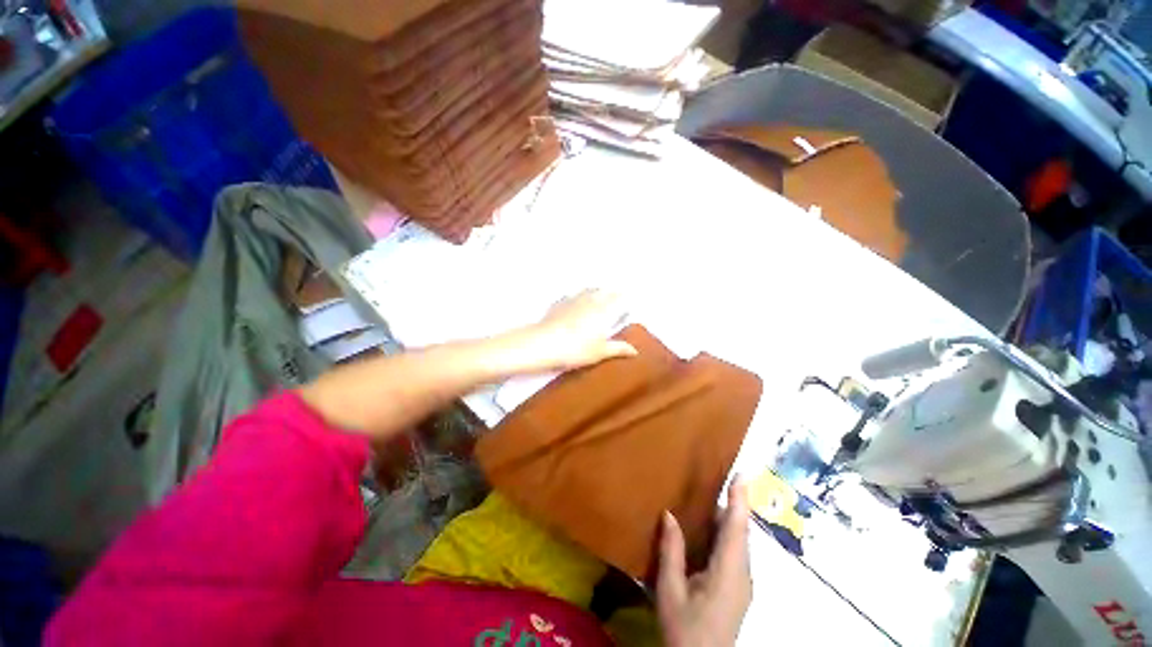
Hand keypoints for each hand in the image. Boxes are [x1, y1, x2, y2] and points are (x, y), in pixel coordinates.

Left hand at [511, 289, 637, 372]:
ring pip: (587, 290)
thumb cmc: (577, 349)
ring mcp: (573, 299)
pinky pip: (572, 295)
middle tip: (615, 295)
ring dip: (595, 291)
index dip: (624, 297)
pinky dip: (577, 297)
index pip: (618, 298)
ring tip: (597, 295)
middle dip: (611, 292)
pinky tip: (574, 302)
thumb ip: (618, 348)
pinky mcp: (559, 303)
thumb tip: (635, 350)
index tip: (628, 298)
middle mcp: (590, 300)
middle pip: (603, 290)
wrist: (545, 343)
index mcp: (604, 310)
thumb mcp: (600, 352)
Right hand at [657, 479, 752, 646]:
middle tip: (716, 479)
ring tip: (709, 497)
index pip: (737, 527)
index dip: (740, 499)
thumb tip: (669, 513)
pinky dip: (725, 533)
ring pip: (738, 541)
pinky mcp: (738, 588)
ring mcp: (743, 582)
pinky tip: (708, 529)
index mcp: (728, 571)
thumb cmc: (685, 630)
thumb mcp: (671, 591)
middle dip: (732, 504)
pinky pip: (734, 551)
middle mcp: (742, 573)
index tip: (742, 474)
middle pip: (740, 531)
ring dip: (727, 518)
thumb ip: (672, 551)